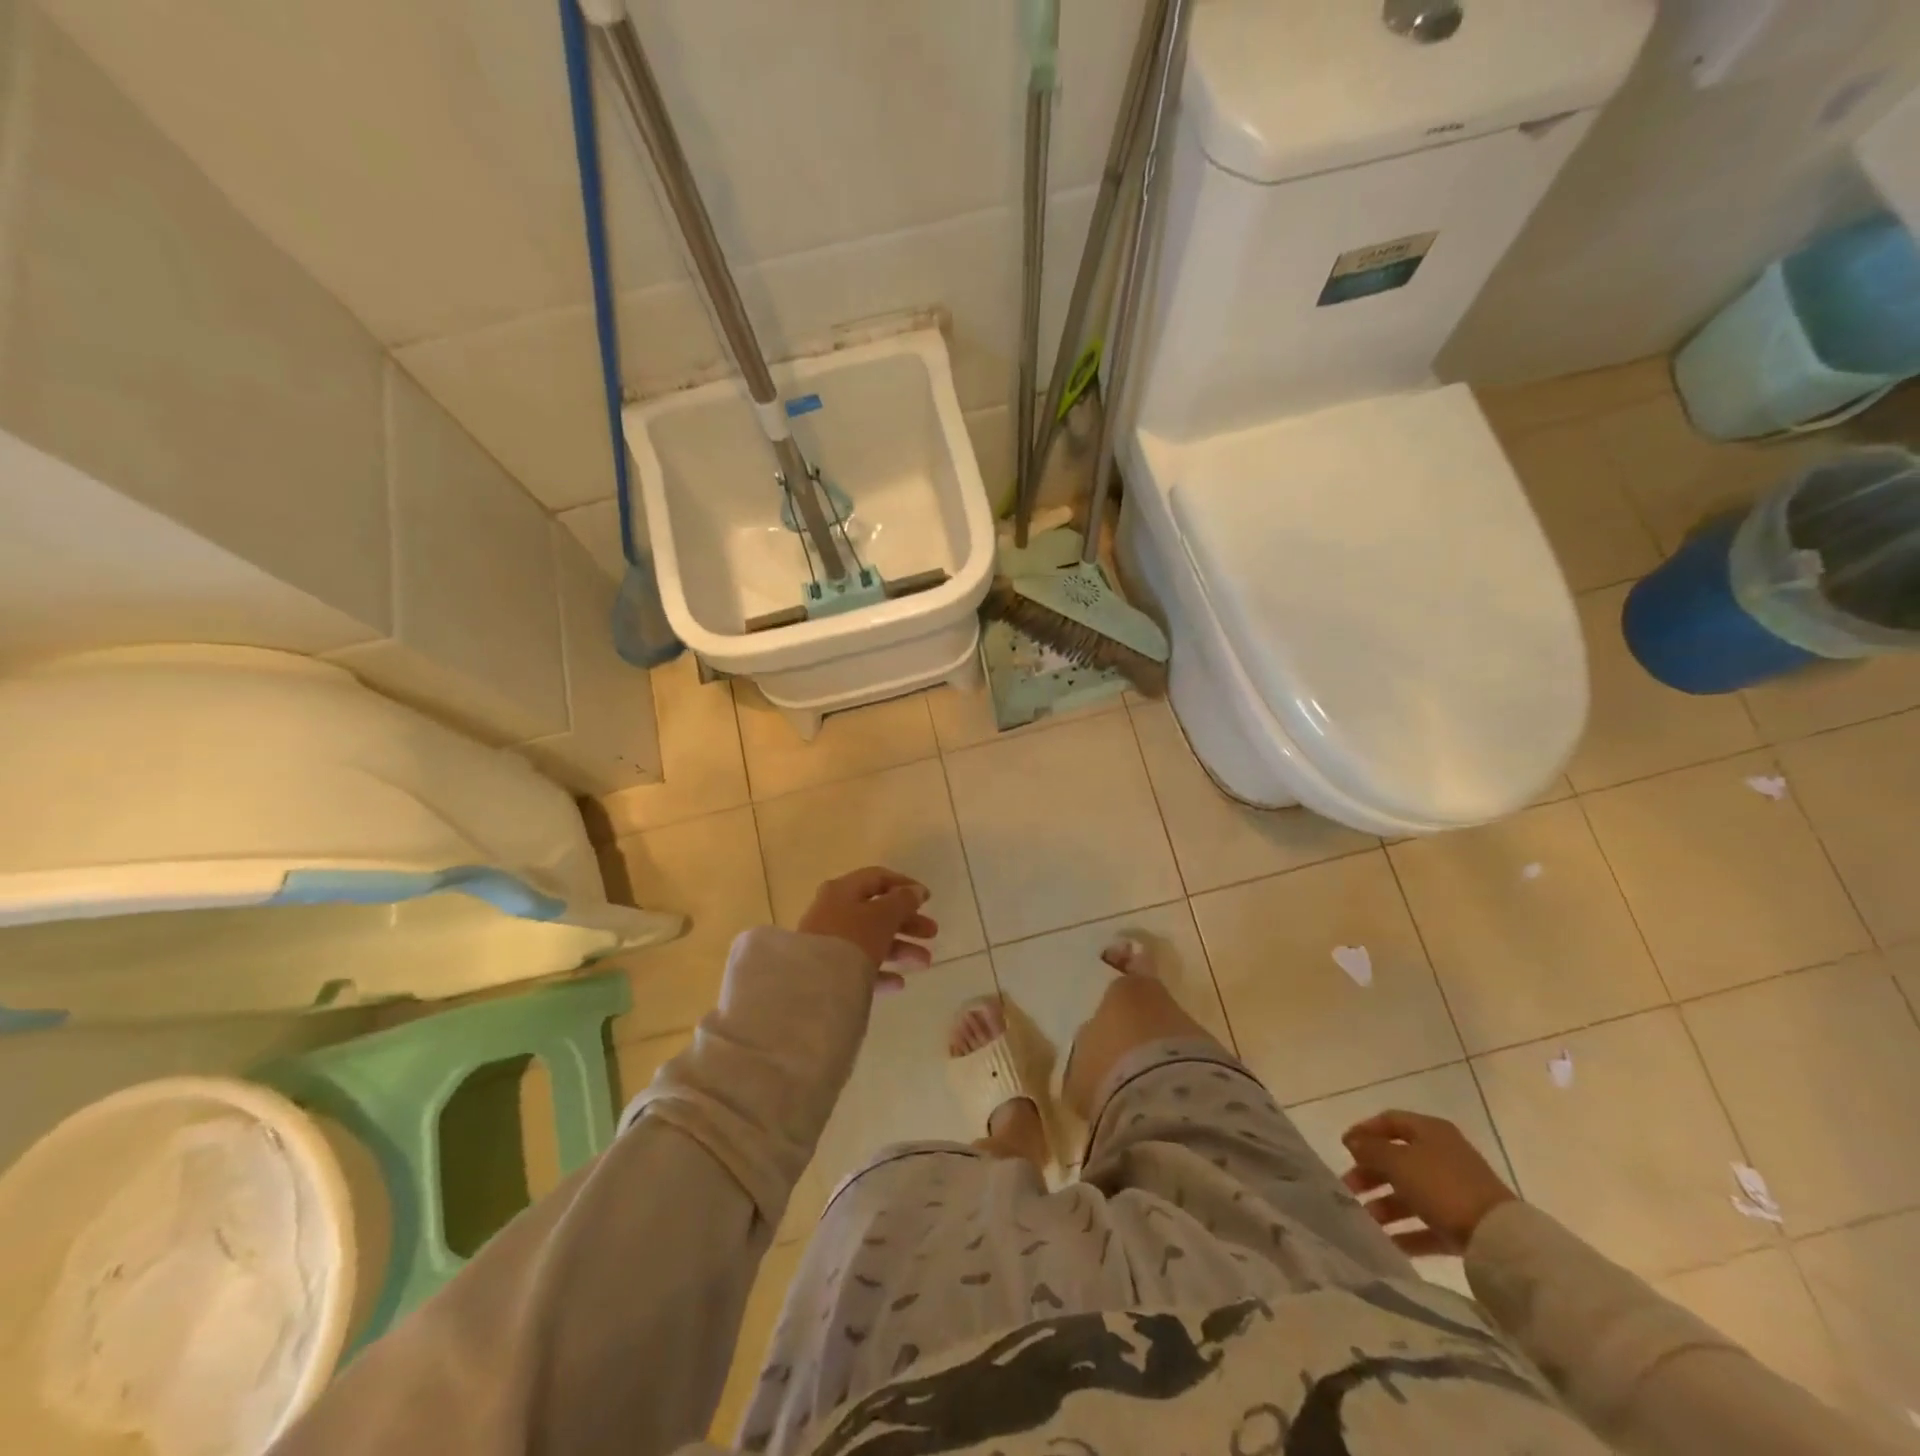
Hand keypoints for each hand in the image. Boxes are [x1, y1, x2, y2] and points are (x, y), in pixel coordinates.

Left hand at [797, 867, 937, 988]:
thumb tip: (916, 891)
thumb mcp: (883, 915)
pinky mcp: (827, 969)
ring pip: (871, 939)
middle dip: (908, 922)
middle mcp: (833, 911)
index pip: (877, 878)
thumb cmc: (853, 939)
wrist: (815, 985)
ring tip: (925, 962)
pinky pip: (859, 966)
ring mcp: (829, 941)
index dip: (904, 885)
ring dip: (901, 948)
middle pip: (877, 911)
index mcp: (843, 890)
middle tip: (932, 933)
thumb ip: (903, 901)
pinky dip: (881, 971)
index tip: (928, 899)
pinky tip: (899, 983)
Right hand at [1341, 1110, 1517, 1255]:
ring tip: (1365, 1219)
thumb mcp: (1398, 1162)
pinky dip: (1407, 1231)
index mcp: (1430, 1131)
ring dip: (1385, 1204)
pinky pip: (1427, 1223)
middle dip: (1370, 1173)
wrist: (1500, 1239)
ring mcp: (1455, 1191)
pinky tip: (1387, 1242)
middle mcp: (1443, 1155)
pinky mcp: (1464, 1223)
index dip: (1364, 1131)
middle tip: (1348, 1188)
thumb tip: (1353, 1142)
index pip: (1389, 1121)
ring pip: (1411, 1193)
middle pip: (1397, 1159)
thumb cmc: (1442, 1186)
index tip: (1343, 1147)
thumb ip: (1371, 1150)